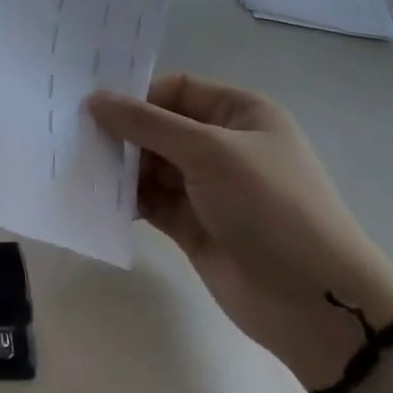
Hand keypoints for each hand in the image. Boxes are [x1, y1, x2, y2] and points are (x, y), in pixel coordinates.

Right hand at [88, 75, 392, 384]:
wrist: (316, 302)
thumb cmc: (270, 206)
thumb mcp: (209, 152)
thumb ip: (148, 124)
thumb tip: (94, 99)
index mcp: (240, 113)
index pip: (177, 89)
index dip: (138, 95)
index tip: (93, 107)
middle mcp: (223, 145)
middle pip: (160, 126)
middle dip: (124, 132)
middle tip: (76, 137)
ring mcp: (208, 188)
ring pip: (151, 166)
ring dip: (121, 167)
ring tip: (82, 167)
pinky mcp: (193, 226)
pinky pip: (151, 202)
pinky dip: (127, 199)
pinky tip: (96, 198)